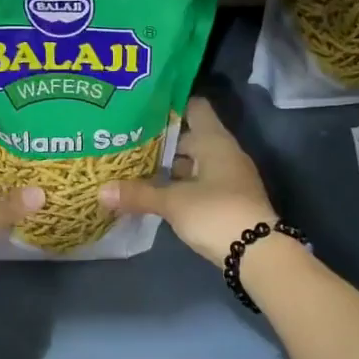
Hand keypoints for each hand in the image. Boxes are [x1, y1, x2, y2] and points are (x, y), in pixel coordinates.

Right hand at [98, 97, 274, 265]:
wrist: (257, 253)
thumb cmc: (216, 213)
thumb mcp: (173, 202)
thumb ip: (138, 194)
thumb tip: (101, 191)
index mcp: (215, 141)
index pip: (194, 107)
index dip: (170, 104)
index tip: (142, 105)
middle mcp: (224, 153)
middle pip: (190, 137)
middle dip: (160, 140)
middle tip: (127, 139)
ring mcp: (228, 178)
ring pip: (192, 163)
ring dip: (168, 167)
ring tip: (133, 166)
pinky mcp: (227, 201)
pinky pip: (198, 184)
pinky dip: (178, 186)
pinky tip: (154, 192)